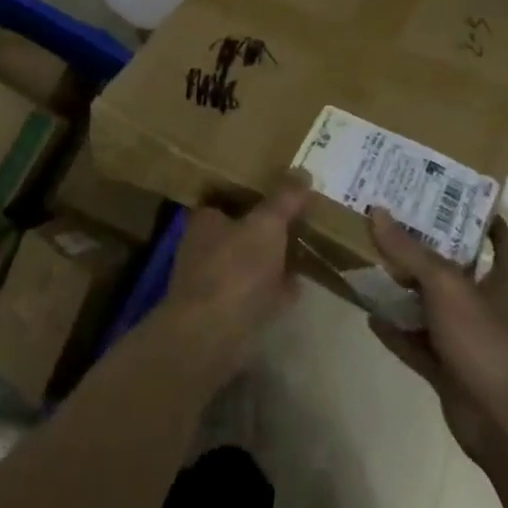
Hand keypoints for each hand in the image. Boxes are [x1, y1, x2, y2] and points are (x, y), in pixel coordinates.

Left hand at [160, 178, 311, 382]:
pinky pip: (256, 293)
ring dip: (272, 260)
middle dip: (265, 228)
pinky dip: (274, 290)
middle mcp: (203, 247)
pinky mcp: (224, 315)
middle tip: (299, 219)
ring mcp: (212, 283)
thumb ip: (285, 199)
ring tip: (304, 250)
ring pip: (249, 262)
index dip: (253, 192)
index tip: (281, 190)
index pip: (227, 196)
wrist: (211, 336)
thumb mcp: (267, 225)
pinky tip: (297, 287)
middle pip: (240, 230)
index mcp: (206, 219)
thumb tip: (303, 171)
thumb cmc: (235, 269)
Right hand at [367, 210, 507, 466]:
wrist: (504, 424)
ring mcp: (468, 342)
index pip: (502, 243)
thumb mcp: (446, 285)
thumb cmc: (486, 341)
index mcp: (502, 282)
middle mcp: (487, 308)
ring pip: (432, 308)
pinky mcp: (449, 371)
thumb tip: (376, 211)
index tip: (458, 200)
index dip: (487, 221)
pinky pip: (417, 344)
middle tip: (393, 223)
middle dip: (428, 250)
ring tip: (372, 263)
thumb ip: (410, 250)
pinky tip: (369, 315)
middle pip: (456, 271)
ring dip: (405, 291)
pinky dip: (396, 332)